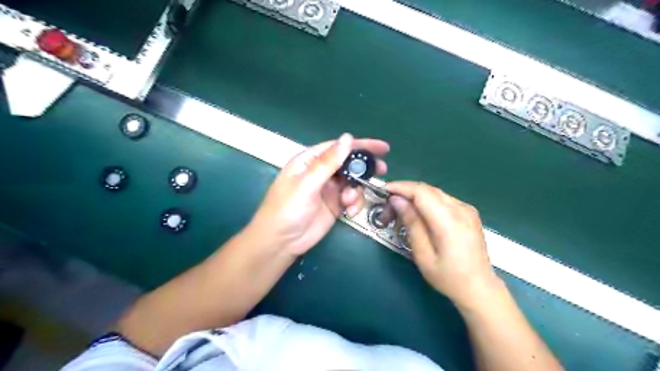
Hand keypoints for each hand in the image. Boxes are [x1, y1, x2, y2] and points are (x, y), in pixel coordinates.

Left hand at [251, 133, 388, 258]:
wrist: (281, 242)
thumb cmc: (288, 208)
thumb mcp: (307, 183)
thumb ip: (328, 162)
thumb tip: (348, 138)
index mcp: (310, 161)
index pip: (338, 147)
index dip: (360, 145)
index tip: (382, 148)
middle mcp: (321, 172)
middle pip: (348, 163)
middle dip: (364, 168)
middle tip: (381, 170)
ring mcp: (329, 189)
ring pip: (352, 182)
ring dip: (357, 190)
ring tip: (349, 201)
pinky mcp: (335, 205)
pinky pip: (352, 199)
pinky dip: (355, 203)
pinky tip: (349, 212)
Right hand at [385, 181, 496, 307]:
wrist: (480, 288)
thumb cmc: (448, 277)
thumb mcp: (423, 254)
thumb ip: (411, 223)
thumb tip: (397, 200)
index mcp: (449, 221)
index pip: (421, 192)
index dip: (401, 187)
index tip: (384, 190)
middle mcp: (461, 209)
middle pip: (428, 189)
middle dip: (405, 191)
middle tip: (388, 203)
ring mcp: (467, 209)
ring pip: (435, 193)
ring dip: (415, 196)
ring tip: (400, 208)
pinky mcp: (469, 213)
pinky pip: (443, 199)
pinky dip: (427, 201)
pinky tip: (418, 212)